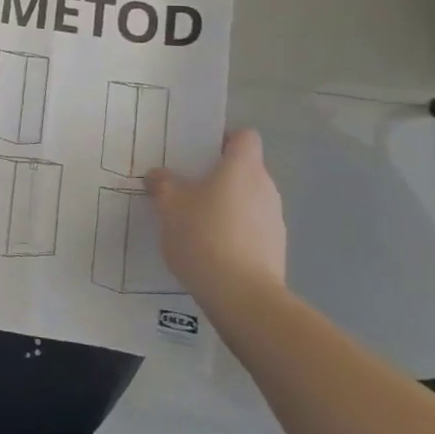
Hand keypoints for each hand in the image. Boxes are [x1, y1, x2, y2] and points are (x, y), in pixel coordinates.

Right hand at [145, 130, 286, 301]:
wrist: (241, 296)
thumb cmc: (203, 235)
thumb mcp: (169, 205)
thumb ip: (163, 184)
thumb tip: (159, 175)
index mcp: (243, 168)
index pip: (244, 137)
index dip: (224, 140)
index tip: (199, 154)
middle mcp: (266, 187)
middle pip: (244, 170)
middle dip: (218, 177)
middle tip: (186, 189)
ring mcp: (275, 220)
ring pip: (248, 200)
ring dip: (226, 206)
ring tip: (195, 224)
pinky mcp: (276, 249)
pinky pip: (251, 229)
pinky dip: (234, 233)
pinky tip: (210, 251)